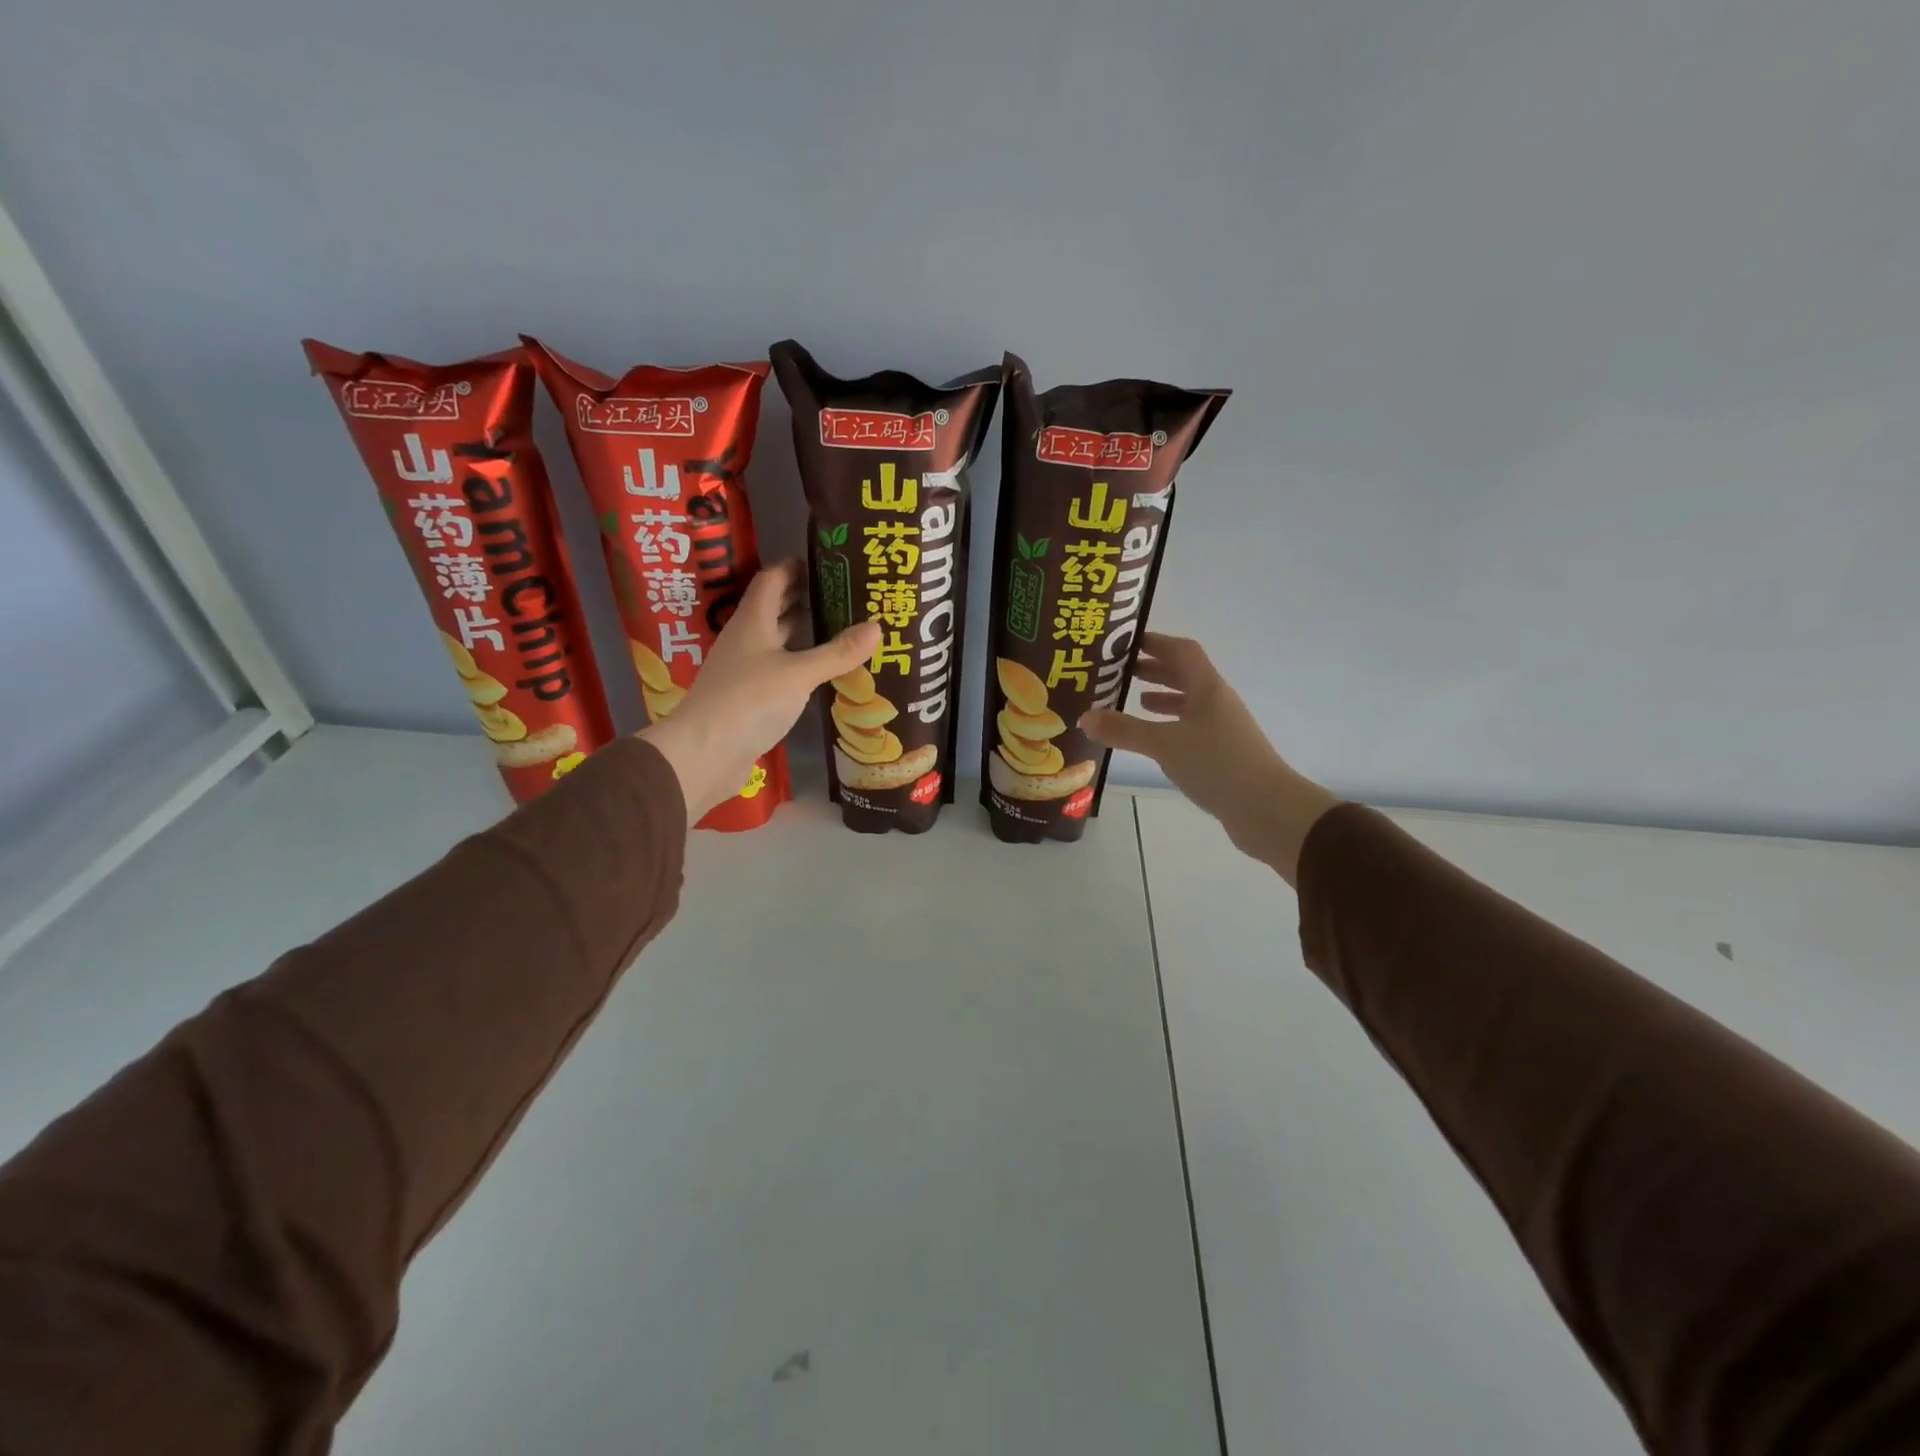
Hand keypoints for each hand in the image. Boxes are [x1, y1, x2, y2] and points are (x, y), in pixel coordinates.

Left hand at [640, 559, 879, 822]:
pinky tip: (821, 671)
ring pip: (776, 640)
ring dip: (802, 631)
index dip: (795, 566)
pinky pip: (778, 669)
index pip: (772, 579)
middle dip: (804, 597)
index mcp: (753, 622)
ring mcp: (744, 669)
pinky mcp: (748, 696)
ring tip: (840, 627)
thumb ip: (838, 652)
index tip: (826, 562)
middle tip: (843, 593)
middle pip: (774, 608)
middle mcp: (746, 639)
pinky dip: (799, 663)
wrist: (705, 752)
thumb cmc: (749, 701)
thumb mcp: (799, 674)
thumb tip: (877, 626)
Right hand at [1081, 633, 1340, 883]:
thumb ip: (1124, 730)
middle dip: (1154, 669)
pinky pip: (1191, 727)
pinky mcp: (1223, 753)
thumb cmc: (1217, 764)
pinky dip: (1170, 725)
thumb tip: (1084, 717)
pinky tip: (1154, 739)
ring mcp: (1223, 728)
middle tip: (1121, 670)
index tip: (1125, 642)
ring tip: (1134, 700)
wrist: (1267, 808)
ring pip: (1189, 702)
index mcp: (1207, 688)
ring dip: (1163, 697)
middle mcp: (1217, 701)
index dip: (1155, 642)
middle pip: (1185, 674)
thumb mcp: (1164, 744)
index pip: (1181, 651)